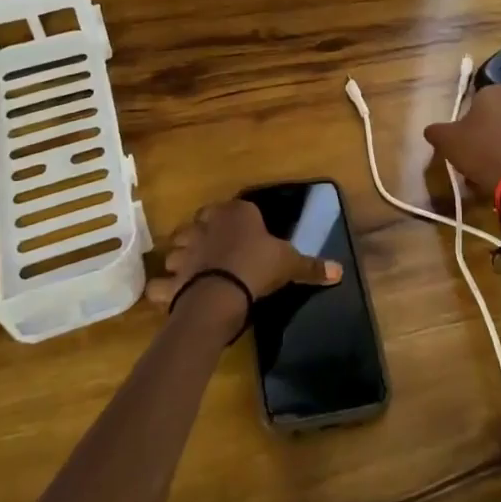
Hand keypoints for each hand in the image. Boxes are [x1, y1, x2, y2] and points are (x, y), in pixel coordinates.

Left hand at [145, 200, 342, 321]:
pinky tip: (167, 294)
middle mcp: (206, 225)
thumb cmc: (258, 267)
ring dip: (181, 258)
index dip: (238, 219)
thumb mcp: (290, 264)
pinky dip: (161, 289)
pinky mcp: (172, 278)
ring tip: (190, 271)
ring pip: (176, 248)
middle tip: (215, 248)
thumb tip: (340, 271)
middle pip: (200, 223)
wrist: (222, 293)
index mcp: (236, 213)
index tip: (246, 232)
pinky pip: (160, 284)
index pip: (236, 207)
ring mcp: (185, 250)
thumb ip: (311, 266)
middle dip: (203, 233)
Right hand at [424, 84, 500, 193]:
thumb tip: (431, 131)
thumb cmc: (477, 149)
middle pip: (491, 112)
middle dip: (480, 125)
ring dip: (492, 140)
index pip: (477, 94)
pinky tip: (490, 170)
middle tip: (466, 142)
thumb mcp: (445, 139)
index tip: (459, 126)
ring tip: (477, 161)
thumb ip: (435, 130)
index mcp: (494, 93)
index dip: (467, 110)